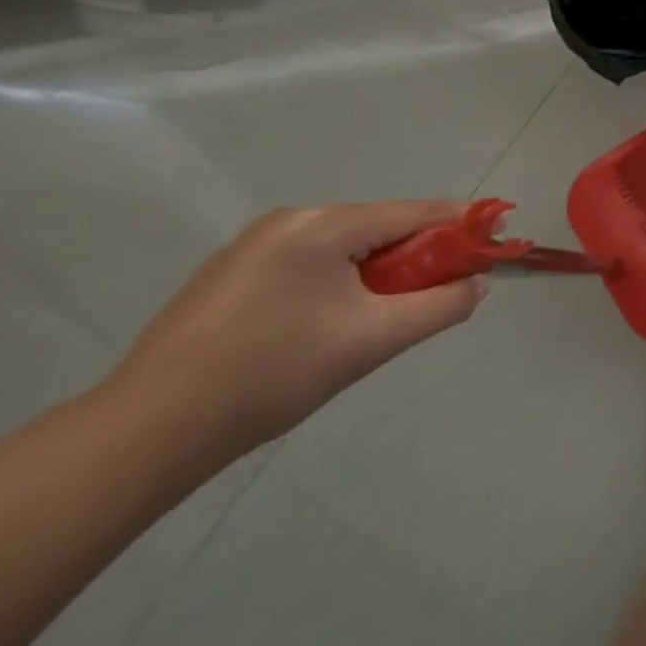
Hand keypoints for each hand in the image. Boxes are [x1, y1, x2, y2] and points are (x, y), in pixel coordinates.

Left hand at [107, 202, 487, 451]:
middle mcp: (290, 220)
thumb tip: (478, 284)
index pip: (416, 213)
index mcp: (323, 224)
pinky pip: (310, 263)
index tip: (498, 238)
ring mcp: (254, 245)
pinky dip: (340, 282)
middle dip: (419, 256)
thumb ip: (440, 306)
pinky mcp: (230, 274)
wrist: (147, 433)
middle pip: (381, 228)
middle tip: (442, 291)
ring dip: (379, 273)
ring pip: (346, 247)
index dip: (463, 225)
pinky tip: (330, 324)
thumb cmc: (272, 375)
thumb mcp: (373, 340)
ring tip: (383, 317)